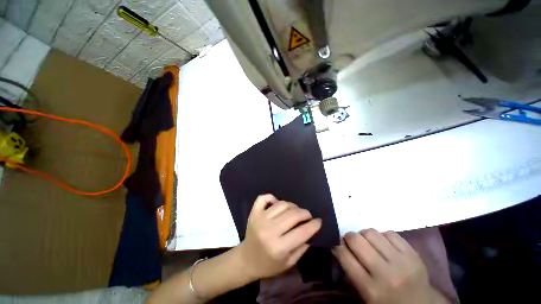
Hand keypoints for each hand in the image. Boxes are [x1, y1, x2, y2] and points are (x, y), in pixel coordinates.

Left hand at [238, 194, 321, 279]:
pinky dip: (272, 198)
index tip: (319, 221)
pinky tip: (277, 203)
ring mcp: (260, 219)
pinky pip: (264, 198)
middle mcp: (269, 231)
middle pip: (293, 215)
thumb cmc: (269, 265)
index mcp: (279, 247)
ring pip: (282, 204)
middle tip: (308, 216)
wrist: (247, 260)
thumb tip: (312, 230)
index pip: (302, 232)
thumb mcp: (289, 263)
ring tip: (295, 212)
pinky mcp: (254, 213)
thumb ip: (302, 247)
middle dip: (305, 213)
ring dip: (292, 206)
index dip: (313, 225)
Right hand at [333, 229, 437, 303]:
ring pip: (372, 233)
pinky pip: (390, 233)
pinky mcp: (414, 254)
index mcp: (371, 289)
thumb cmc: (388, 303)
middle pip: (357, 240)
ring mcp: (402, 262)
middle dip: (349, 237)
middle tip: (350, 241)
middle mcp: (386, 274)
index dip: (337, 246)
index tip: (337, 243)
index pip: (345, 256)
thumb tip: (338, 247)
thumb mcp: (365, 296)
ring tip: (367, 242)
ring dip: (364, 235)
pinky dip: (382, 236)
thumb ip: (350, 272)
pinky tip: (383, 244)